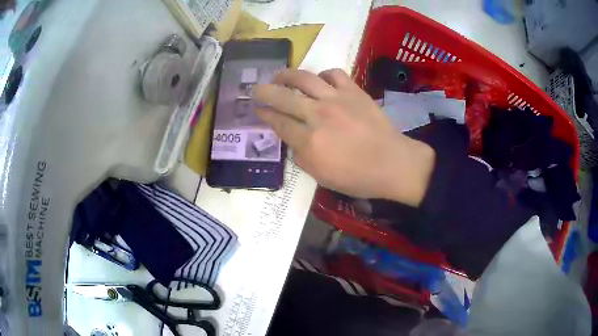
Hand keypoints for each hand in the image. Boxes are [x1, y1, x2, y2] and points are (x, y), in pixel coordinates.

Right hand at [252, 69, 434, 206]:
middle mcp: (318, 115)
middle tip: (255, 89)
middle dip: (264, 92)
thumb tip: (292, 137)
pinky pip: (334, 74)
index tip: (257, 110)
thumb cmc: (357, 176)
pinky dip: (323, 75)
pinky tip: (320, 81)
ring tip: (280, 76)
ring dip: (287, 75)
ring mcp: (337, 99)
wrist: (392, 163)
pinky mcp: (354, 91)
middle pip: (283, 97)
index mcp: (309, 142)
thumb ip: (300, 155)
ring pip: (304, 78)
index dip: (264, 115)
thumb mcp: (321, 176)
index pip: (278, 123)